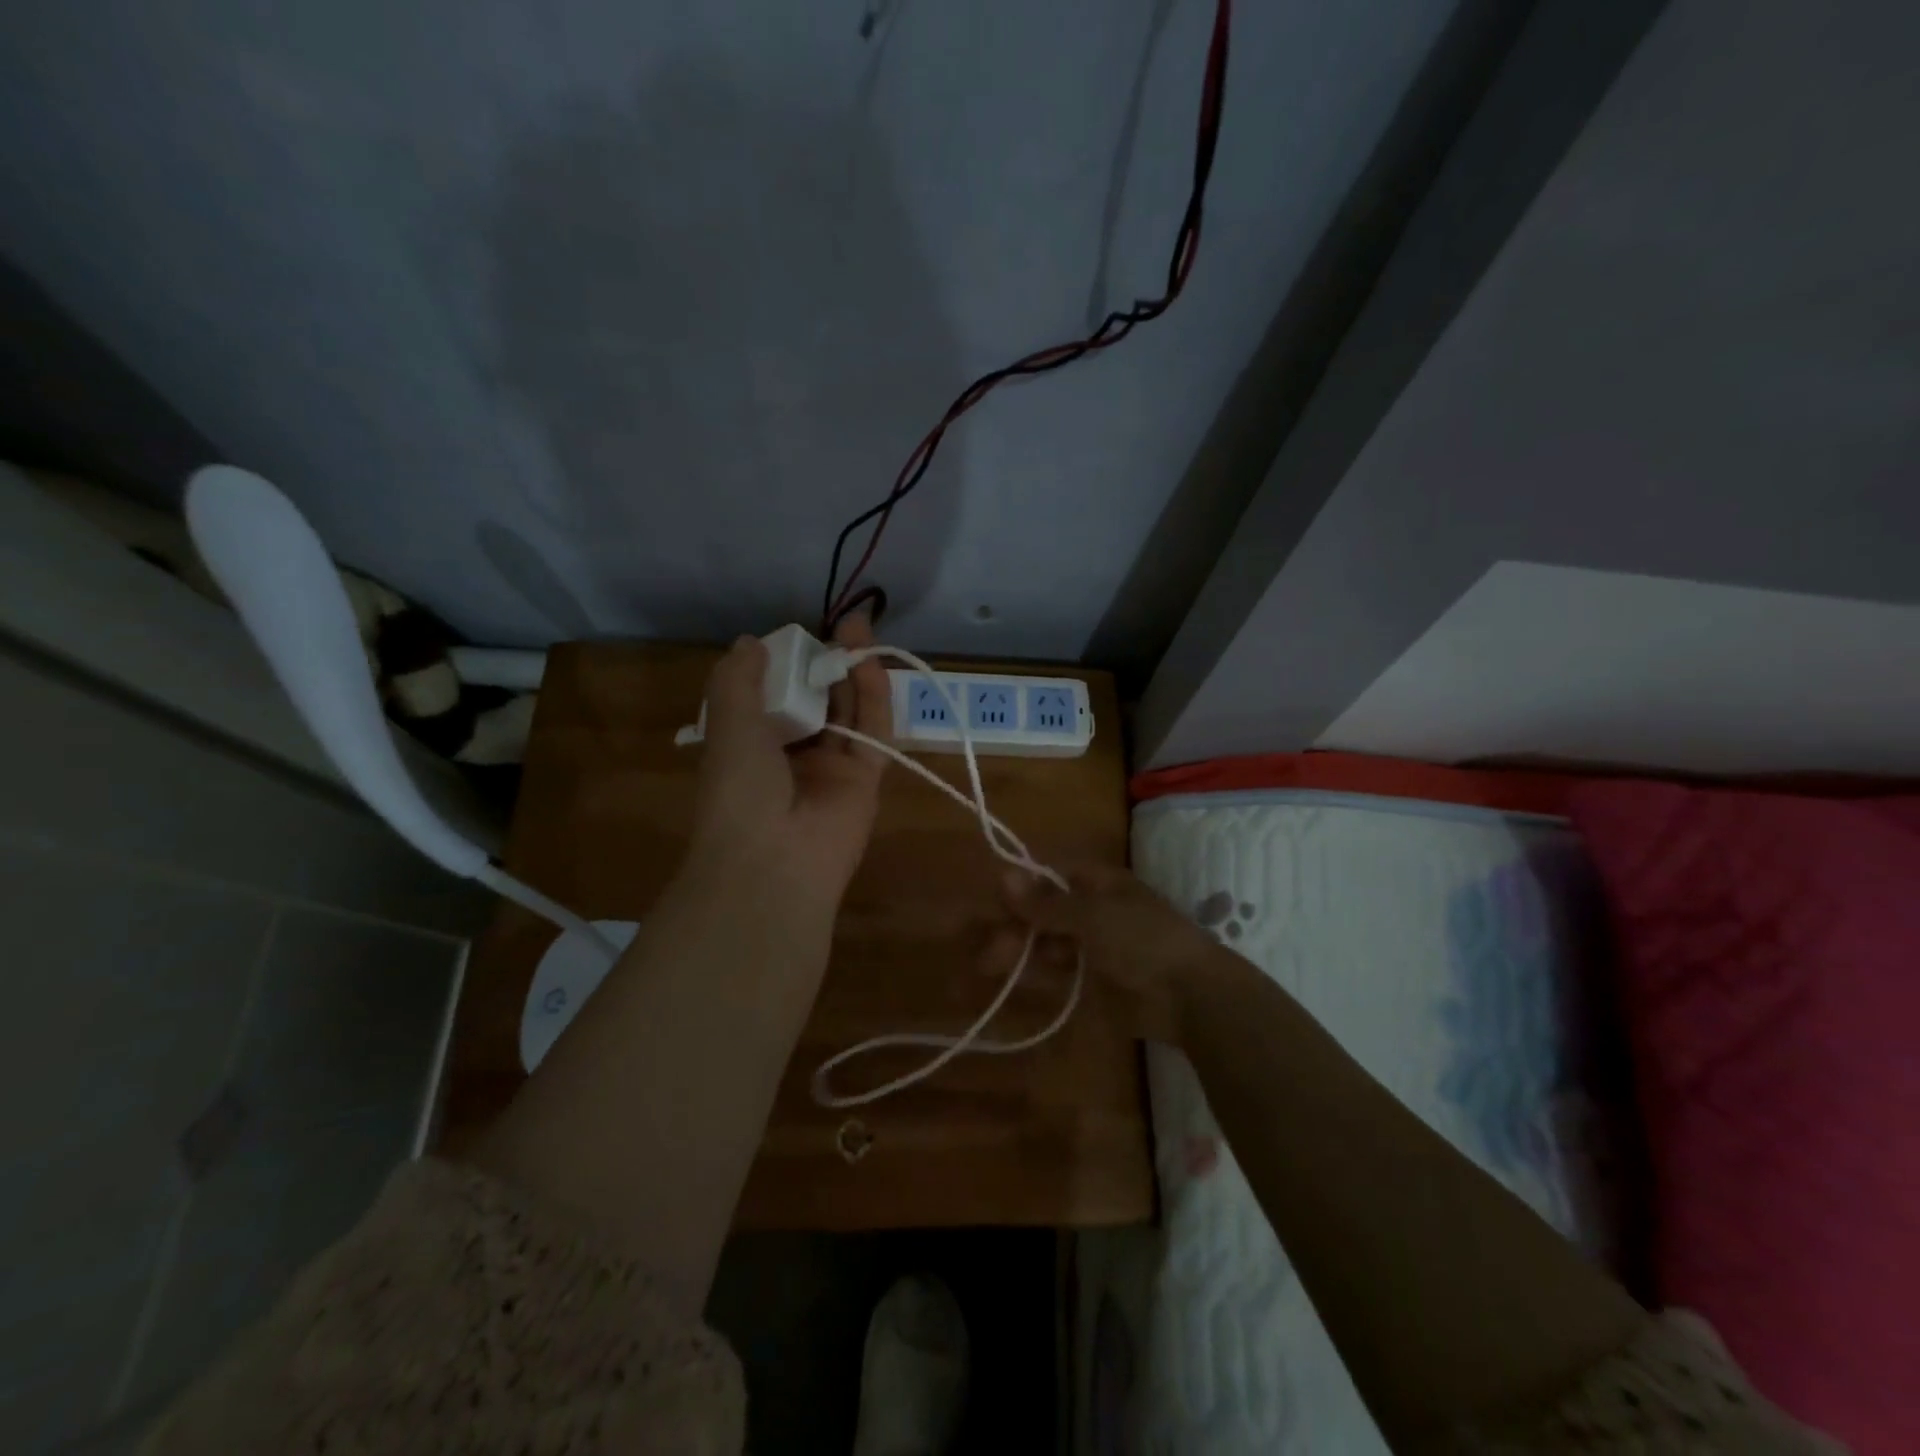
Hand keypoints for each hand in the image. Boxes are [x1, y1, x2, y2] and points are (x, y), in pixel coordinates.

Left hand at [687, 612, 892, 905]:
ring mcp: (832, 768)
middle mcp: (793, 755)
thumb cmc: (740, 789)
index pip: (774, 697)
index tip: (797, 636)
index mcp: (752, 746)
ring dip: (854, 671)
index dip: (787, 666)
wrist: (773, 861)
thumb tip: (750, 643)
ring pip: (849, 712)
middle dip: (826, 663)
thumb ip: (737, 680)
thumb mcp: (727, 723)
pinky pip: (874, 732)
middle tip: (841, 626)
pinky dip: (874, 697)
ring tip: (860, 628)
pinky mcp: (866, 779)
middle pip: (818, 701)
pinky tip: (871, 662)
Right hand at [990, 863, 1235, 1044]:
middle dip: (1015, 924)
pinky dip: (1036, 973)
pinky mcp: (1094, 981)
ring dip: (1020, 950)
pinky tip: (1014, 979)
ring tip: (990, 965)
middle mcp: (1094, 911)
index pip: (1051, 875)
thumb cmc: (1142, 939)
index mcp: (1099, 884)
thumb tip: (1002, 875)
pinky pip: (1058, 972)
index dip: (1022, 885)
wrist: (1190, 996)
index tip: (994, 899)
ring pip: (1047, 943)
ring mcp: (1094, 947)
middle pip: (1045, 911)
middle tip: (987, 946)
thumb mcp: (1091, 915)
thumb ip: (1046, 902)